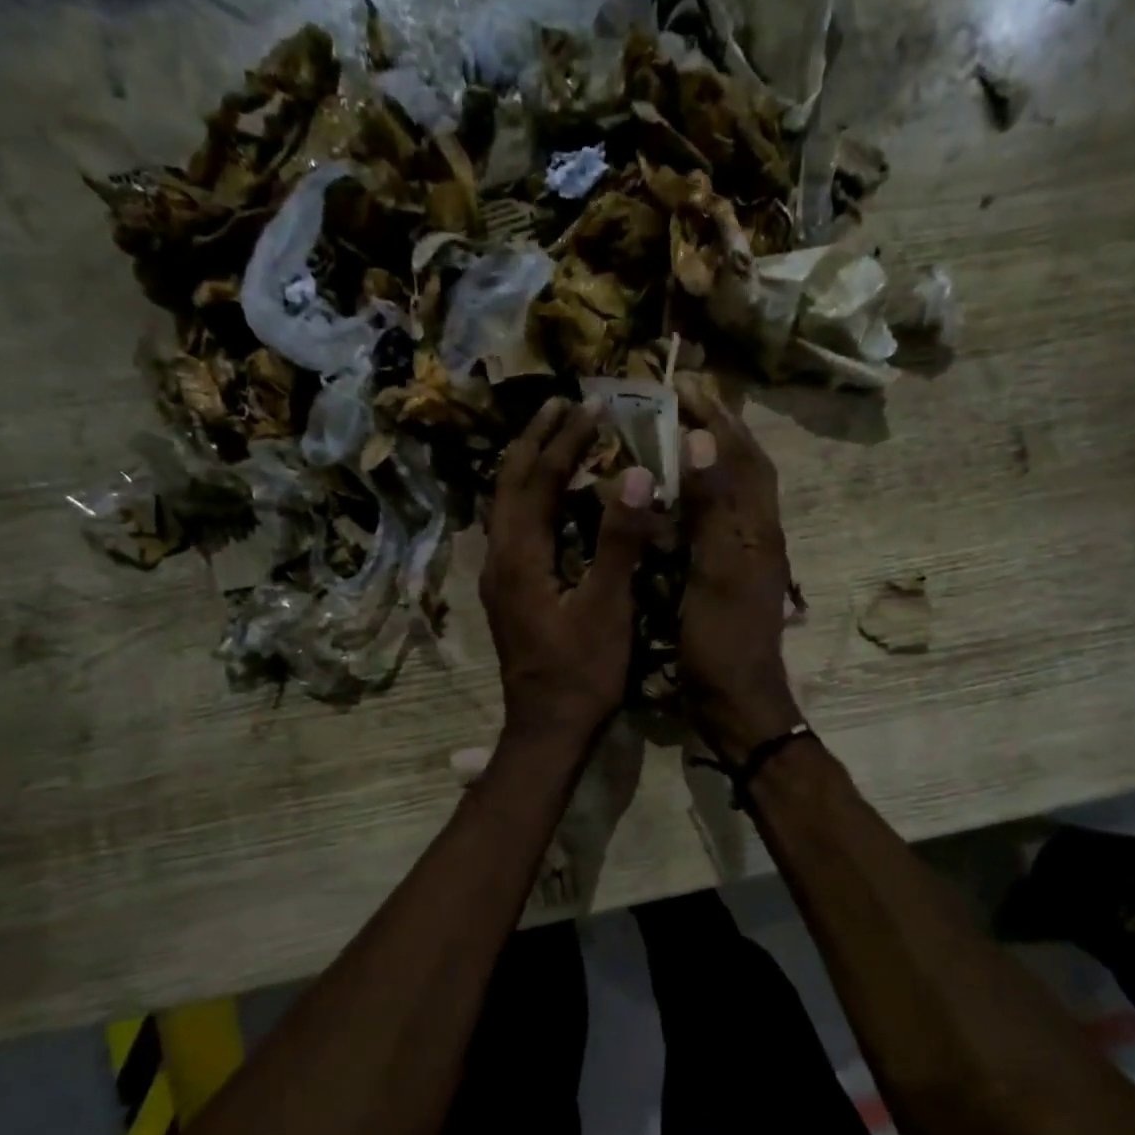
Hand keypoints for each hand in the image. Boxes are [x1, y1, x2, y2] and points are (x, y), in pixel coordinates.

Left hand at [482, 397, 657, 745]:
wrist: (546, 729)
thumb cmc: (582, 672)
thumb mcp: (607, 606)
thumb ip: (619, 540)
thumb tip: (635, 474)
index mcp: (519, 556)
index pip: (538, 481)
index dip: (565, 442)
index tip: (590, 407)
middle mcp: (499, 558)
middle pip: (510, 485)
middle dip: (535, 441)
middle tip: (562, 405)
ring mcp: (499, 577)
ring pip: (507, 506)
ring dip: (529, 467)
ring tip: (555, 437)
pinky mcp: (508, 592)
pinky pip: (513, 528)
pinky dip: (531, 498)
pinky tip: (550, 498)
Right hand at [677, 389, 802, 760]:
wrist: (734, 701)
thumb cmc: (723, 640)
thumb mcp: (717, 571)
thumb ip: (712, 509)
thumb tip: (702, 441)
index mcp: (757, 530)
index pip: (745, 459)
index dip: (721, 420)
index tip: (689, 385)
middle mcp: (755, 536)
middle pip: (742, 471)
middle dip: (717, 431)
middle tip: (682, 401)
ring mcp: (741, 559)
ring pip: (728, 496)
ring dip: (706, 460)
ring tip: (673, 436)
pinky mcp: (723, 578)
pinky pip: (711, 524)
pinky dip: (693, 499)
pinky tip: (669, 498)